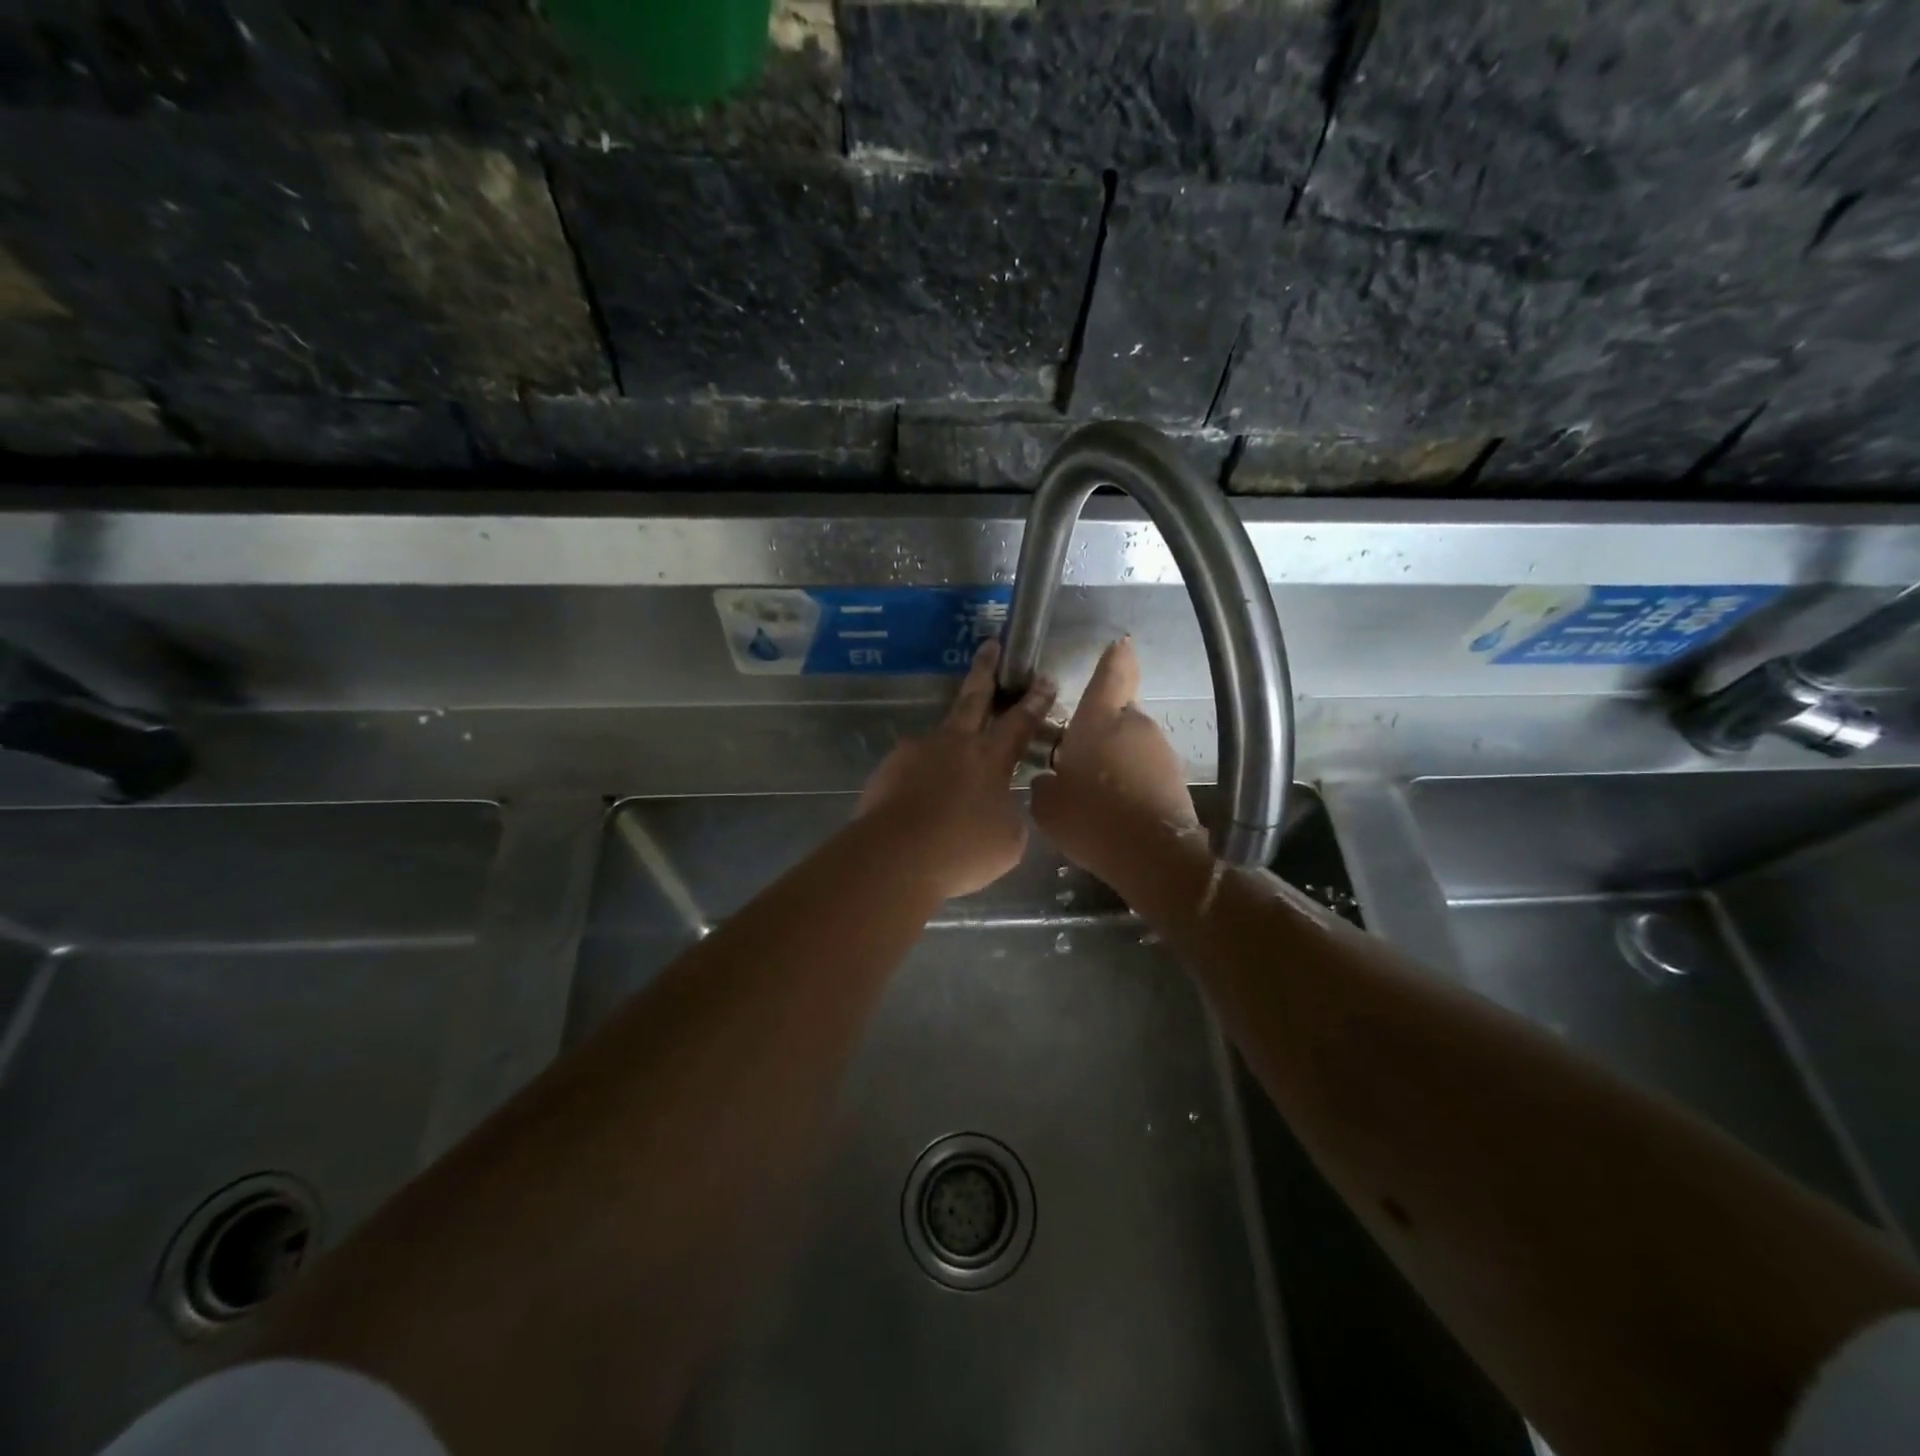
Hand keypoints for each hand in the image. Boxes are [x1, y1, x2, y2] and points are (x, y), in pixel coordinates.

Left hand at [857, 639, 1055, 899]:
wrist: (896, 855)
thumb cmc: (962, 849)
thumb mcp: (1007, 840)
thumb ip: (1008, 814)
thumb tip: (999, 807)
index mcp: (990, 757)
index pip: (1019, 722)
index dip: (1035, 701)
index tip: (1044, 679)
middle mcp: (954, 743)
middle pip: (973, 698)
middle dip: (985, 670)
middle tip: (989, 645)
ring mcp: (917, 751)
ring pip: (938, 737)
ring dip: (948, 744)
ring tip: (949, 770)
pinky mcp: (888, 769)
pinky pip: (912, 768)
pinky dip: (921, 778)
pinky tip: (920, 800)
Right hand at [1031, 637, 1197, 873]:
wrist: (1153, 856)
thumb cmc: (1091, 819)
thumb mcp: (1047, 805)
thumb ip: (1045, 783)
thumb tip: (1050, 779)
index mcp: (1099, 720)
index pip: (1111, 674)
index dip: (1115, 657)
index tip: (1120, 643)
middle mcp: (1134, 725)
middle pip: (1117, 715)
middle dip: (1100, 731)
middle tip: (1078, 762)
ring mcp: (1160, 750)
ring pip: (1131, 744)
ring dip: (1116, 759)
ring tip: (1096, 794)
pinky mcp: (1175, 777)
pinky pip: (1144, 769)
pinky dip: (1131, 781)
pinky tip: (1116, 810)